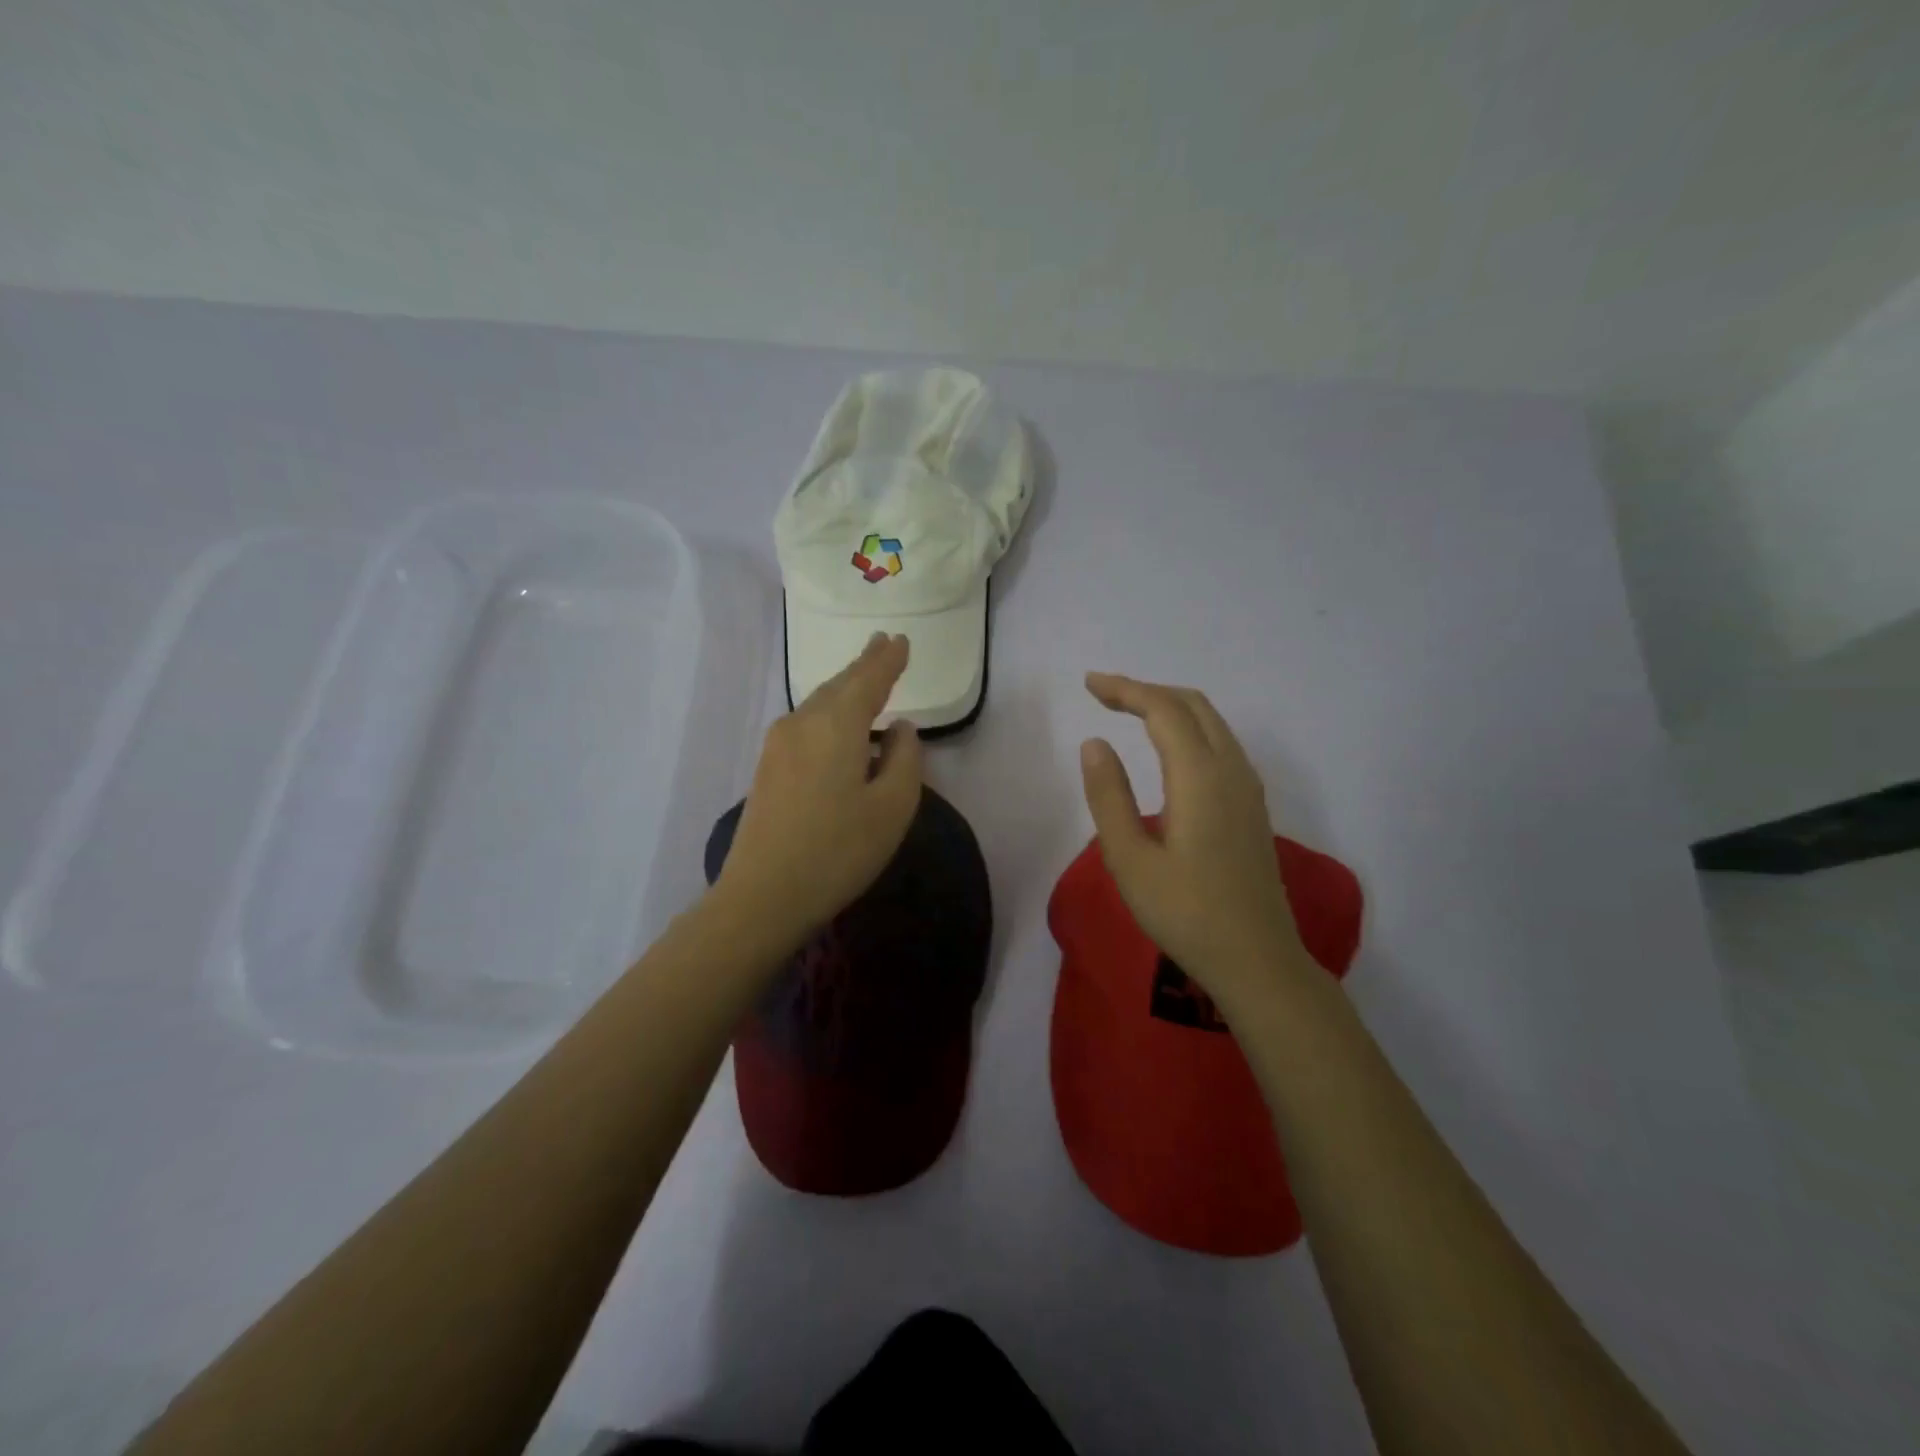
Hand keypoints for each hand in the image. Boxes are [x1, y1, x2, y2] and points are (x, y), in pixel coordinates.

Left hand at [709, 633, 923, 946]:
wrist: (762, 895)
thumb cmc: (837, 851)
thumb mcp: (892, 808)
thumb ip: (904, 760)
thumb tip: (899, 729)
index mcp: (836, 725)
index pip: (868, 680)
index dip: (888, 660)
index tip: (901, 640)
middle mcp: (802, 722)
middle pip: (839, 684)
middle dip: (864, 665)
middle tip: (883, 645)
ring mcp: (778, 744)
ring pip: (819, 703)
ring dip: (845, 688)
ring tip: (866, 677)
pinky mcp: (768, 767)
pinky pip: (807, 723)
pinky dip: (829, 712)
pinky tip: (838, 724)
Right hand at [1078, 672, 1309, 1007]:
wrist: (1257, 960)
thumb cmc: (1185, 914)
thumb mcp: (1130, 859)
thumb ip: (1109, 796)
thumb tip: (1094, 743)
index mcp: (1200, 777)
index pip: (1163, 710)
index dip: (1125, 689)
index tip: (1089, 684)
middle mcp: (1232, 770)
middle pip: (1193, 705)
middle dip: (1147, 690)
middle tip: (1104, 694)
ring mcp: (1248, 788)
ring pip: (1212, 722)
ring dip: (1170, 707)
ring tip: (1129, 712)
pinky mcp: (1252, 806)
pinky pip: (1221, 743)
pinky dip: (1189, 728)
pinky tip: (1168, 749)